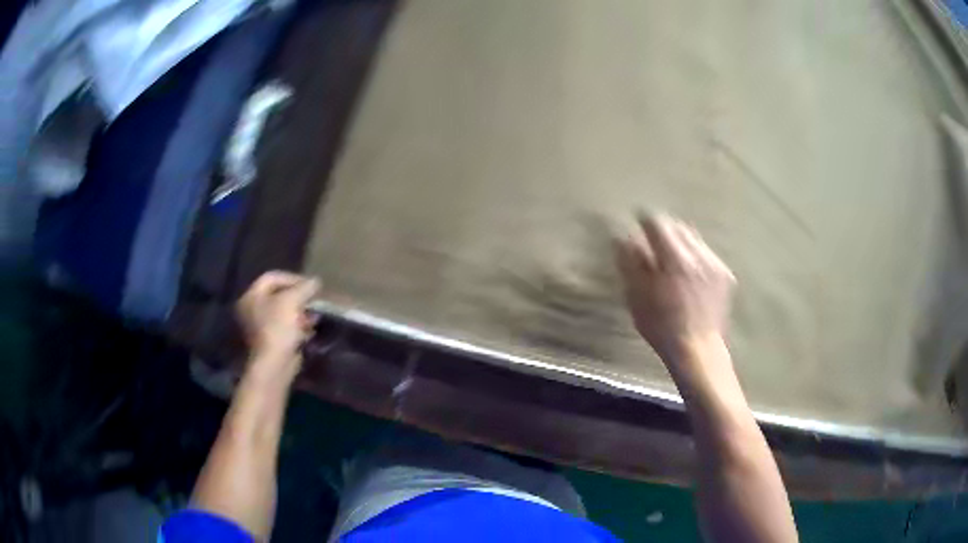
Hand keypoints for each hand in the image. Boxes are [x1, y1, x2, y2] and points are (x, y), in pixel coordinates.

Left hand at [236, 271, 319, 376]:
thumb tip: (315, 281)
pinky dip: (297, 325)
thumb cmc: (278, 327)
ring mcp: (260, 326)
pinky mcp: (270, 341)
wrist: (275, 364)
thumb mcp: (293, 301)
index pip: (272, 277)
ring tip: (314, 315)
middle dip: (297, 296)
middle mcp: (252, 309)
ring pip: (282, 312)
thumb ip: (304, 287)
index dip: (292, 278)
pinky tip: (310, 328)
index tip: (310, 285)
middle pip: (277, 294)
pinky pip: (284, 327)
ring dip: (300, 311)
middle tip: (313, 299)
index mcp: (251, 296)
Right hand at [616, 213, 735, 362]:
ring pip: (694, 238)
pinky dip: (694, 257)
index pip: (657, 222)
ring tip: (671, 261)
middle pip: (678, 226)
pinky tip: (688, 276)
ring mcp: (714, 264)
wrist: (698, 351)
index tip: (637, 223)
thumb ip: (630, 263)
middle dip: (664, 231)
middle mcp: (698, 255)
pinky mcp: (724, 275)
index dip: (644, 220)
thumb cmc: (661, 328)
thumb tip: (624, 237)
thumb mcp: (637, 298)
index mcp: (674, 259)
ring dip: (680, 243)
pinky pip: (706, 254)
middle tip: (652, 245)